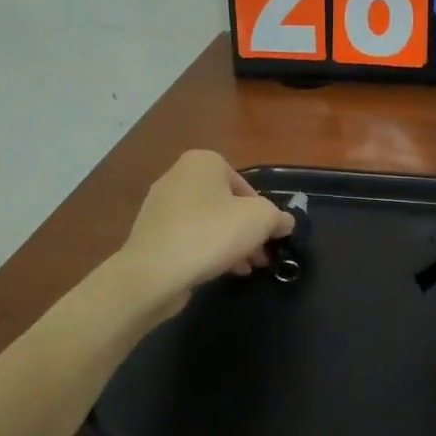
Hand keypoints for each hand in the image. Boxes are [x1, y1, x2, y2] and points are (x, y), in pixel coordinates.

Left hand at [116, 150, 292, 315]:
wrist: (154, 272)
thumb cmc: (211, 234)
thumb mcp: (261, 220)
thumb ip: (278, 217)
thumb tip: (284, 222)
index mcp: (203, 162)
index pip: (245, 185)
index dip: (262, 213)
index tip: (269, 237)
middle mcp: (178, 176)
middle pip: (226, 204)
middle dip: (246, 230)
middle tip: (261, 256)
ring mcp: (160, 205)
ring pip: (208, 222)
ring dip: (230, 243)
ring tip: (244, 269)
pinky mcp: (151, 233)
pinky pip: (188, 237)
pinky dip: (206, 250)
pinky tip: (219, 271)